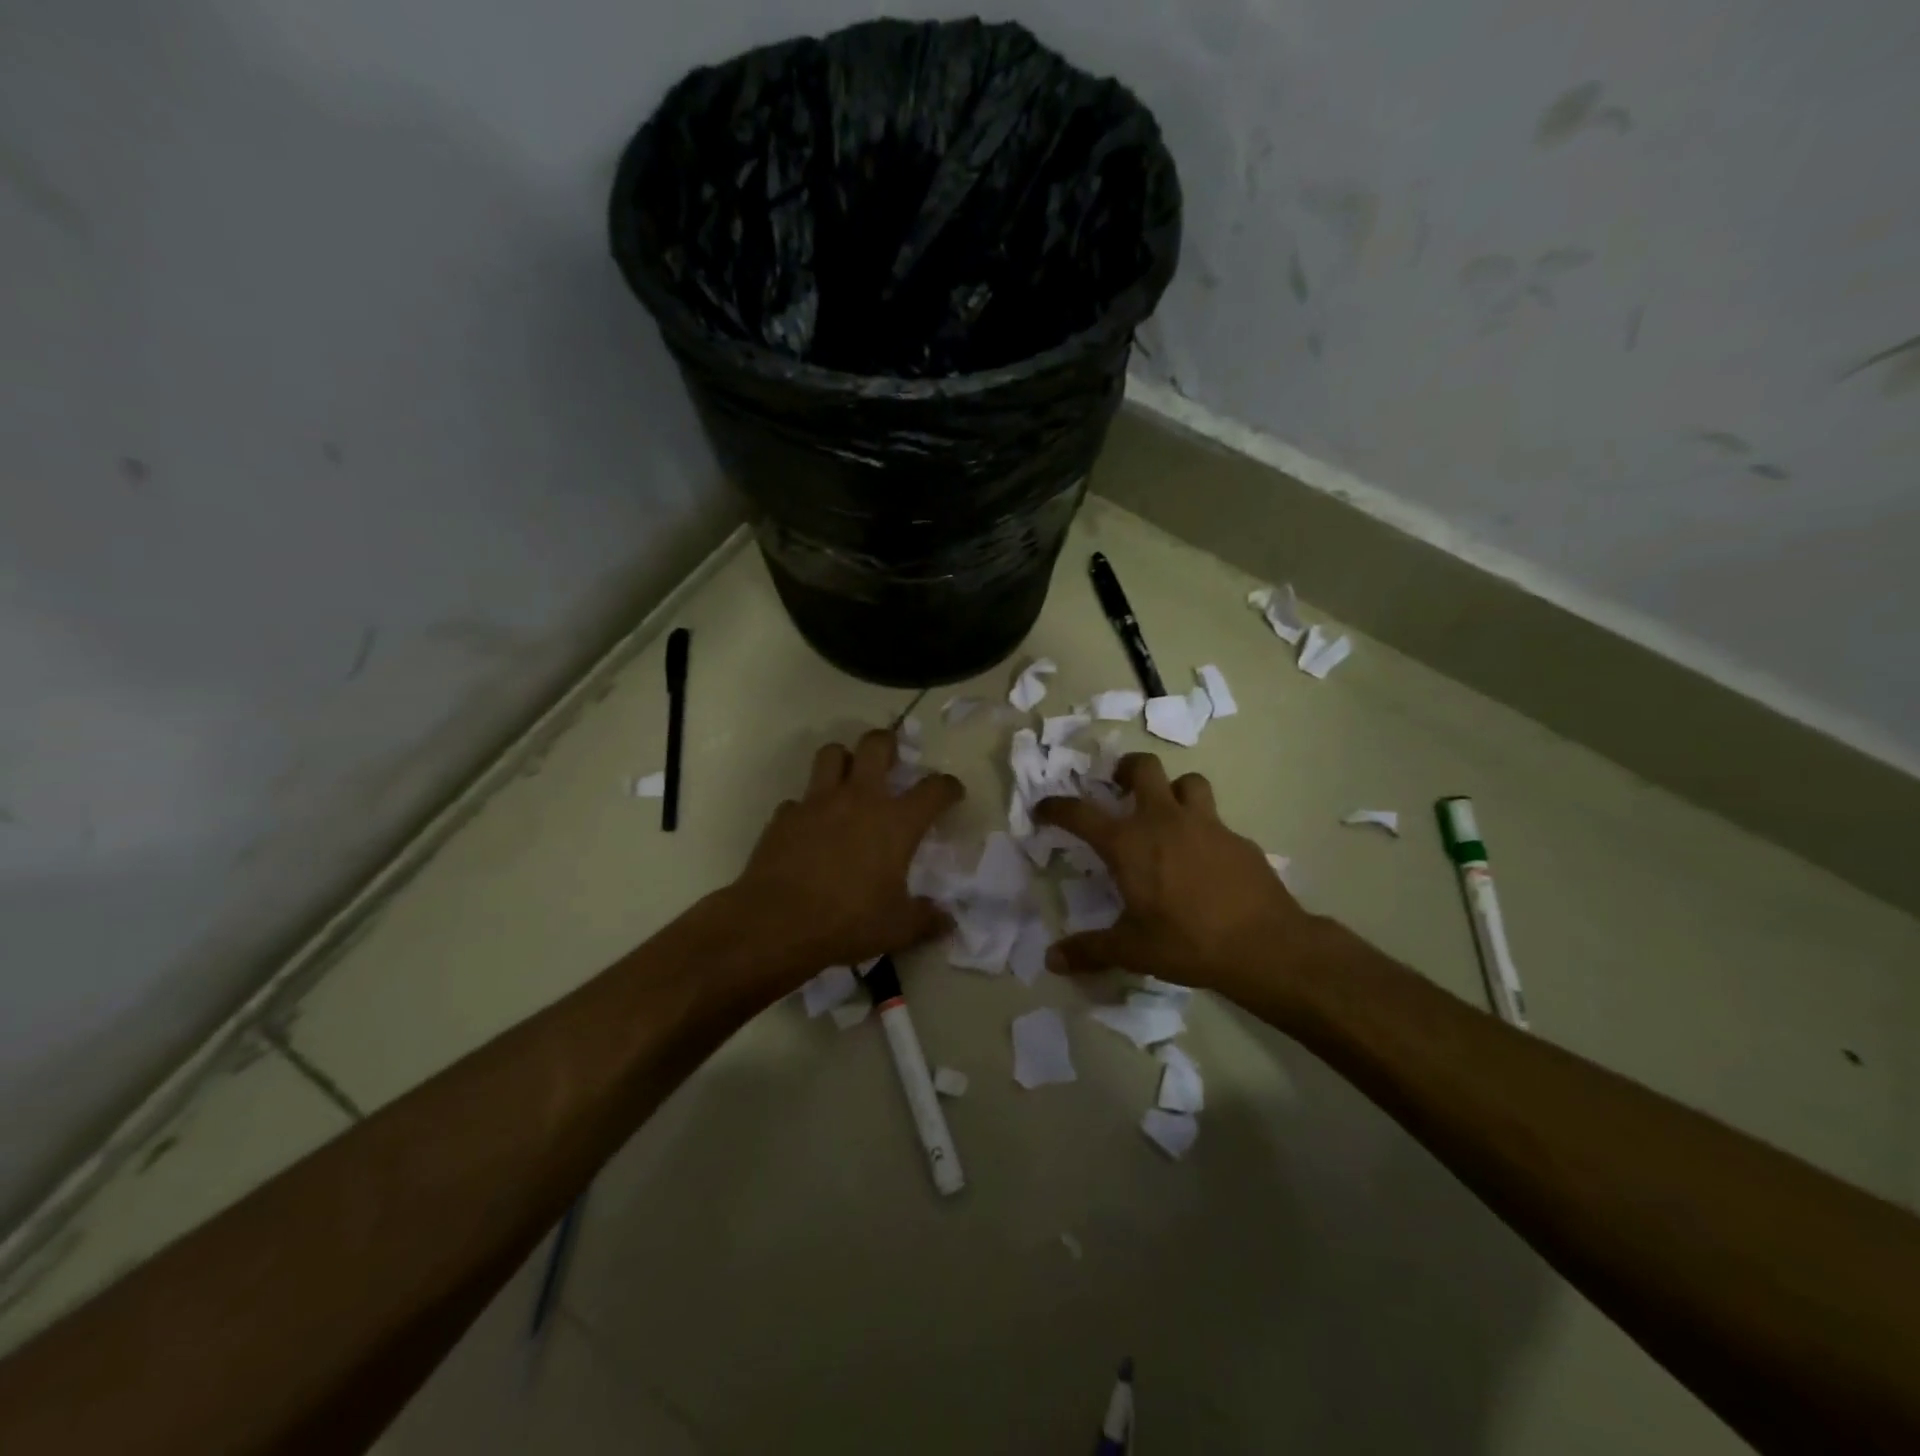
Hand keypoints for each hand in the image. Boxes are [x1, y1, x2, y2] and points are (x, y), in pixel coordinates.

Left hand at [731, 729, 963, 976]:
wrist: (776, 924)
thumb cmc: (848, 922)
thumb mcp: (898, 929)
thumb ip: (926, 920)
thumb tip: (947, 922)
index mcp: (896, 822)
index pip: (934, 789)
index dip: (948, 786)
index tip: (952, 792)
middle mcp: (859, 799)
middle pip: (875, 745)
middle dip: (887, 743)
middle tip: (892, 758)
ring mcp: (817, 803)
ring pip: (831, 754)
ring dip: (843, 759)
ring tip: (848, 777)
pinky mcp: (784, 816)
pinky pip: (799, 798)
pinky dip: (808, 806)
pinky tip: (810, 825)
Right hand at [1033, 754, 1325, 1005]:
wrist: (1264, 945)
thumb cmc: (1187, 942)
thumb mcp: (1132, 950)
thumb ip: (1089, 950)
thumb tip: (1051, 960)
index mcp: (1129, 843)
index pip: (1080, 813)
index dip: (1056, 807)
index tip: (1044, 808)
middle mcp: (1164, 821)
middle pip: (1144, 767)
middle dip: (1126, 769)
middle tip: (1119, 787)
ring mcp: (1206, 824)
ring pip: (1188, 782)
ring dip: (1173, 790)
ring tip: (1167, 813)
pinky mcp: (1238, 838)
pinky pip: (1215, 819)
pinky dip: (1203, 828)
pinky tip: (1204, 857)